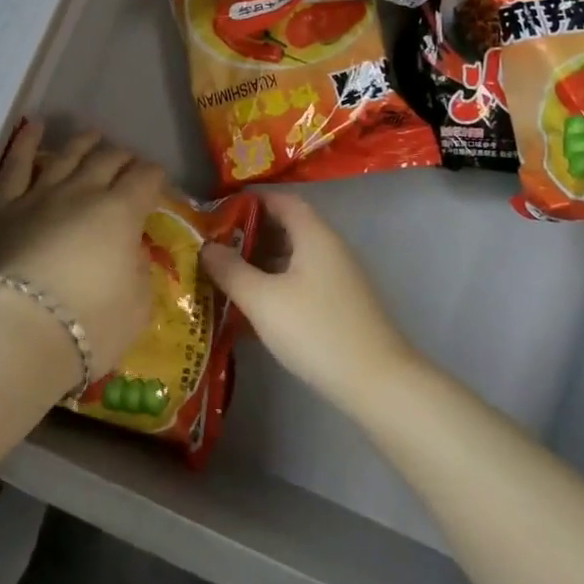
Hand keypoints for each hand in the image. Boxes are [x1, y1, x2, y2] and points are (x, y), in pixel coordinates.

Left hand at [0, 122, 164, 382]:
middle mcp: (83, 191)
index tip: (159, 185)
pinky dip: (25, 142)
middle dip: (125, 157)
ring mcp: (40, 194)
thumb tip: (133, 251)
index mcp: (122, 212)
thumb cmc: (91, 326)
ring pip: (67, 154)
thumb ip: (140, 270)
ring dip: (84, 142)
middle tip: (129, 164)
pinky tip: (33, 126)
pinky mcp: (4, 207)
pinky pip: (15, 165)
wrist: (20, 335)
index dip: (156, 177)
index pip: (146, 178)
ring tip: (93, 136)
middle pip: (109, 159)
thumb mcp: (139, 305)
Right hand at [199, 190, 417, 413]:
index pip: (282, 200)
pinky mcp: (342, 305)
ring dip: (263, 262)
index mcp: (314, 235)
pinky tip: (257, 308)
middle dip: (252, 234)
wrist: (377, 383)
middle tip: (217, 247)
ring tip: (229, 277)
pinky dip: (279, 284)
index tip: (219, 213)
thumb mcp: (262, 300)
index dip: (250, 202)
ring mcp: (340, 277)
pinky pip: (303, 280)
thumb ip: (230, 270)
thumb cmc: (315, 330)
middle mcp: (330, 248)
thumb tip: (206, 247)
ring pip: (295, 257)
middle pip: (288, 227)